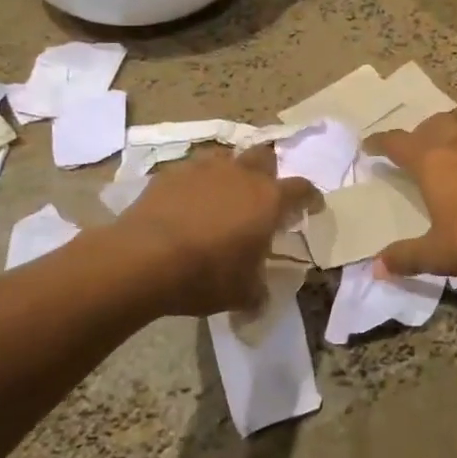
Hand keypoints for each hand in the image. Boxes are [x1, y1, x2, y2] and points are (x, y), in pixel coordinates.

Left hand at [115, 145, 317, 315]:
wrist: (144, 258)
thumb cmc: (206, 275)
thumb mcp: (242, 294)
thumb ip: (258, 292)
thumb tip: (260, 300)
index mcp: (268, 200)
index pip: (302, 189)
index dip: (310, 198)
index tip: (312, 207)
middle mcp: (241, 175)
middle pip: (265, 157)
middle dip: (269, 172)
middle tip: (263, 196)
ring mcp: (204, 169)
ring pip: (227, 159)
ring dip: (231, 173)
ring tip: (223, 197)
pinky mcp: (172, 173)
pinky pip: (192, 171)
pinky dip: (196, 184)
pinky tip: (187, 204)